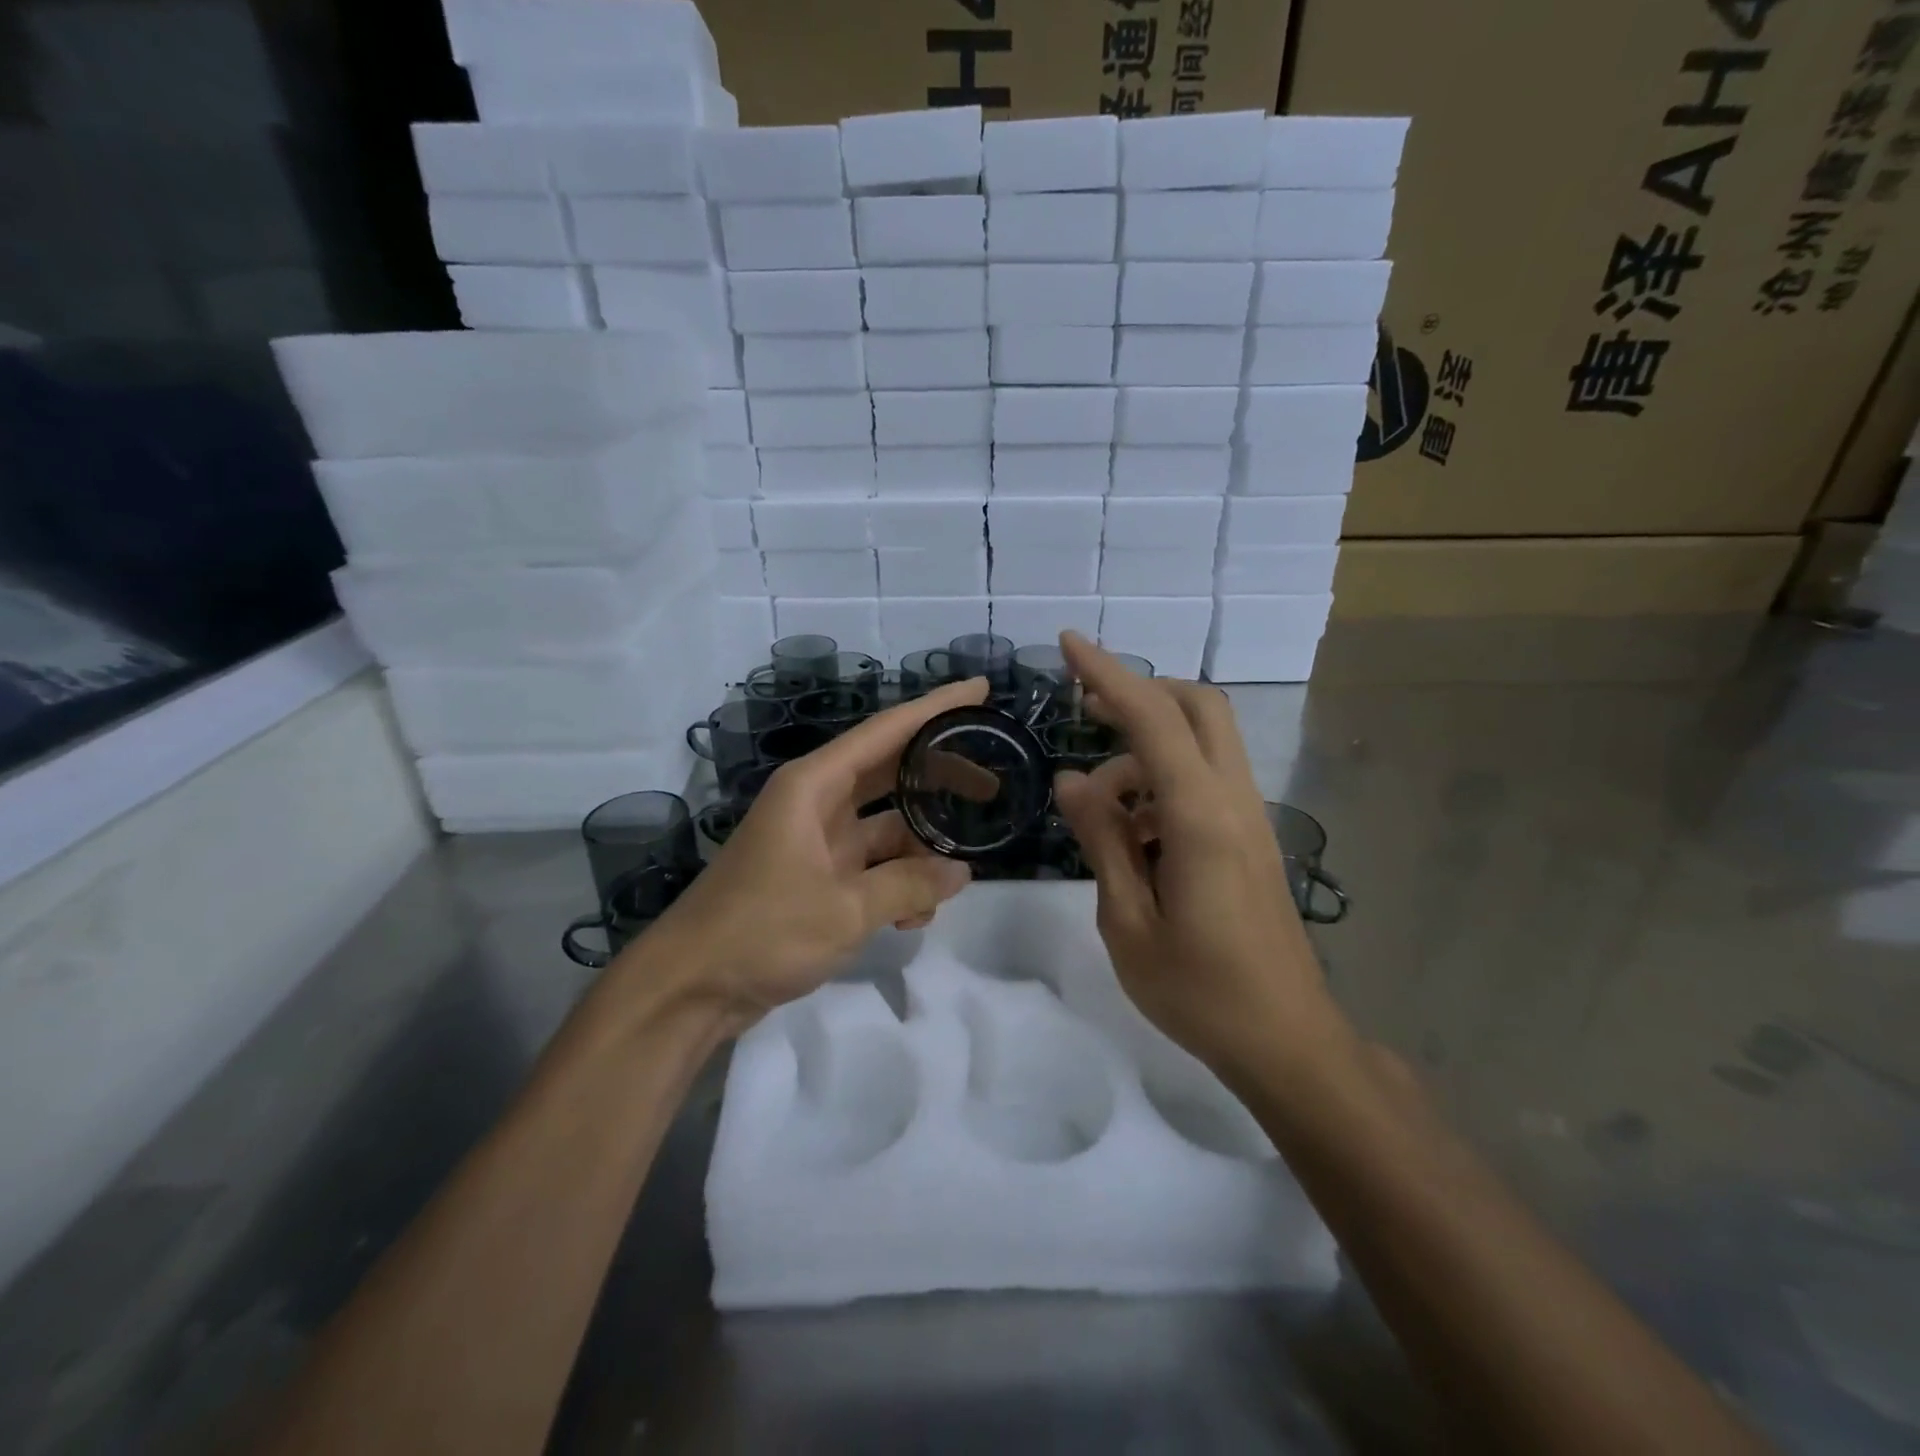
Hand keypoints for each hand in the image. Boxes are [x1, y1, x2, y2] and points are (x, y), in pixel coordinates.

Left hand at [632, 678, 986, 1033]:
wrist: (690, 986)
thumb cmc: (761, 931)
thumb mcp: (845, 909)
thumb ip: (909, 885)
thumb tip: (962, 872)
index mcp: (814, 785)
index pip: (887, 731)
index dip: (936, 709)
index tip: (981, 689)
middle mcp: (816, 802)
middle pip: (891, 772)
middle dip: (940, 777)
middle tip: (993, 784)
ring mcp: (816, 840)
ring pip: (886, 827)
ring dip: (920, 851)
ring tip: (958, 876)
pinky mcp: (817, 876)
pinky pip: (871, 866)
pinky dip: (897, 883)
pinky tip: (915, 918)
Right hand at [1050, 633, 1352, 1080]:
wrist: (1287, 1041)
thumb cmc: (1198, 991)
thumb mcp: (1127, 921)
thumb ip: (1102, 840)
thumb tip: (1073, 778)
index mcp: (1200, 819)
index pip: (1152, 721)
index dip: (1108, 675)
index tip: (1069, 644)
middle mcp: (1233, 801)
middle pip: (1198, 706)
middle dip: (1141, 692)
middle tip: (1087, 712)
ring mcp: (1250, 817)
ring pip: (1203, 741)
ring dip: (1146, 749)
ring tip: (1099, 807)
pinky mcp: (1251, 837)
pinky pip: (1206, 778)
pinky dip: (1164, 778)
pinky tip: (1133, 831)